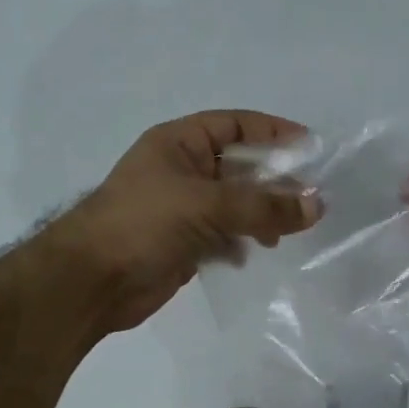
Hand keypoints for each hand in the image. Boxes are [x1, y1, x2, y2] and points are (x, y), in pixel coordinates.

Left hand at [49, 111, 321, 334]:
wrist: (91, 282)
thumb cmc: (143, 224)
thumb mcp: (206, 205)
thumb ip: (264, 206)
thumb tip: (317, 205)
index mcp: (179, 144)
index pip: (234, 125)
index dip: (272, 131)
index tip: (310, 147)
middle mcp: (182, 171)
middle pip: (240, 167)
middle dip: (273, 181)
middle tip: (309, 198)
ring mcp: (182, 210)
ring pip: (234, 205)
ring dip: (260, 216)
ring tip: (283, 233)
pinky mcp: (183, 245)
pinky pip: (224, 236)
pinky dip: (241, 243)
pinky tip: (252, 254)